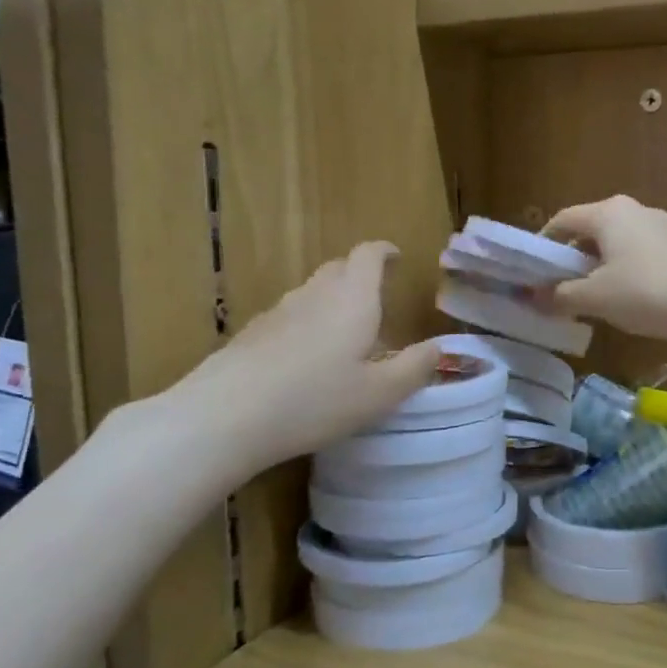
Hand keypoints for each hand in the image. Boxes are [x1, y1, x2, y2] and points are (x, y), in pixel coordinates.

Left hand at [157, 243, 437, 483]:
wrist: (226, 415)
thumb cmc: (316, 400)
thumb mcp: (380, 394)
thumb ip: (415, 368)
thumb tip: (439, 348)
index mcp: (352, 300)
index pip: (368, 255)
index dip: (384, 252)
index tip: (396, 258)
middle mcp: (315, 295)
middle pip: (339, 268)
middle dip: (360, 274)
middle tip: (377, 299)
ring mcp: (279, 311)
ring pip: (313, 292)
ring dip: (333, 301)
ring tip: (346, 334)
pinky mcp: (253, 333)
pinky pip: (291, 316)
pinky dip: (307, 324)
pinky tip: (306, 360)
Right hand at [539, 195, 666, 347]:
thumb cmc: (644, 292)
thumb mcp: (594, 298)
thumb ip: (559, 295)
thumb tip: (532, 297)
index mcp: (609, 212)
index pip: (564, 219)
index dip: (544, 243)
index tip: (532, 269)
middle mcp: (635, 210)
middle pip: (591, 230)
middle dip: (572, 258)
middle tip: (558, 287)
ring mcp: (661, 228)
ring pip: (616, 244)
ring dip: (598, 267)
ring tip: (589, 298)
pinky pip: (639, 255)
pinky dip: (623, 272)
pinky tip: (624, 301)